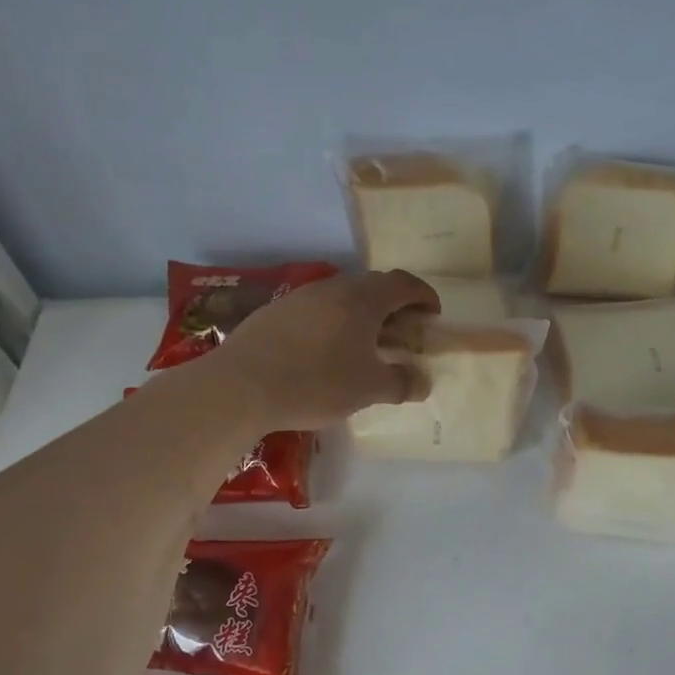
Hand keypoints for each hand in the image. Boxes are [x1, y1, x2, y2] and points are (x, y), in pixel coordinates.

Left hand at [214, 270, 439, 428]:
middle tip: (403, 330)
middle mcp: (333, 288)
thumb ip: (401, 383)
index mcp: (363, 300)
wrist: (241, 386)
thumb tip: (422, 382)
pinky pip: (317, 309)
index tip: (434, 313)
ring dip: (362, 314)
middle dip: (395, 305)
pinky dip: (334, 322)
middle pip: (373, 286)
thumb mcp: (368, 390)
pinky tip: (327, 350)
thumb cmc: (316, 383)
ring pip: (343, 297)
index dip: (424, 295)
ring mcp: (301, 297)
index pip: (403, 284)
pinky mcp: (276, 312)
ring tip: (366, 343)